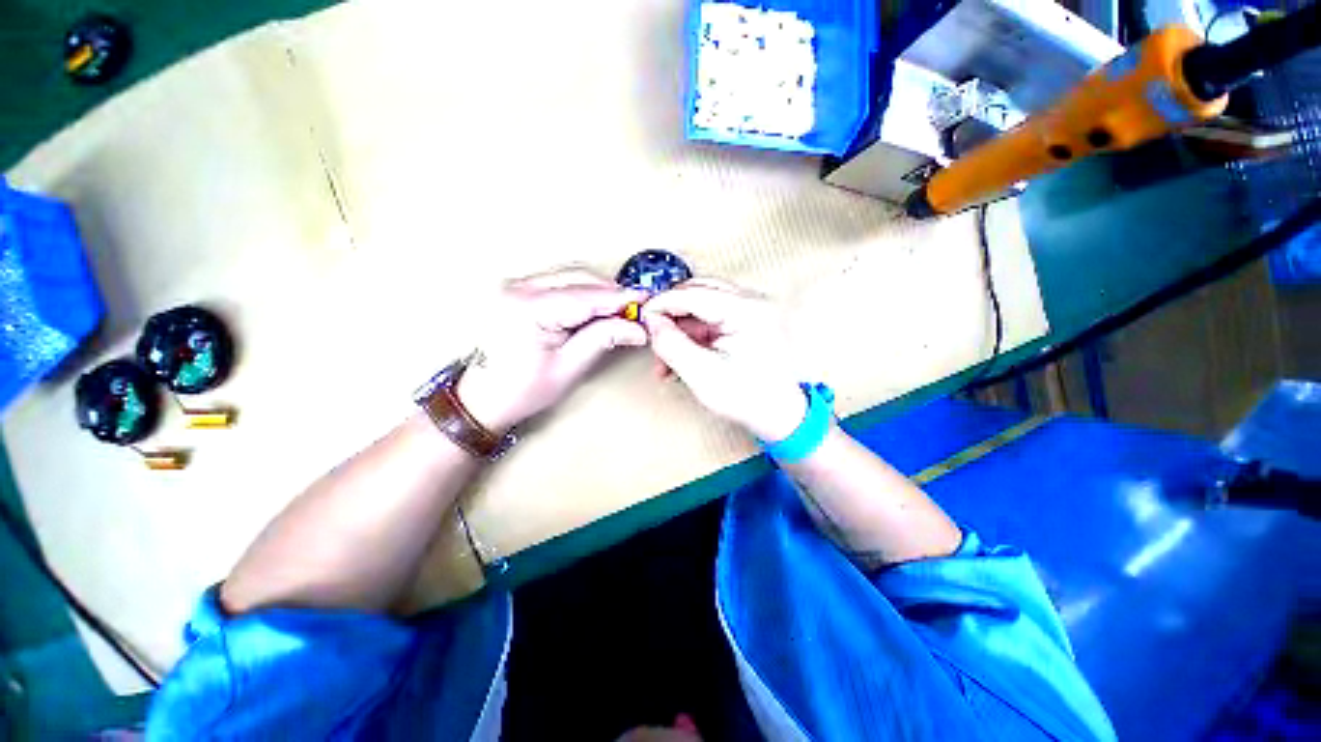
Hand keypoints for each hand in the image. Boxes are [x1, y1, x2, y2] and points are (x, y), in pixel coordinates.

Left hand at [458, 268, 647, 431]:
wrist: (483, 398)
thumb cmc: (522, 390)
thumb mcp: (569, 367)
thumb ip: (603, 338)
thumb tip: (636, 327)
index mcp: (527, 309)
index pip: (585, 295)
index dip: (620, 297)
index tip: (646, 300)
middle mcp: (517, 288)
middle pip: (578, 276)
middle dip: (611, 292)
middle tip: (634, 311)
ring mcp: (515, 285)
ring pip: (570, 275)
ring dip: (597, 290)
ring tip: (617, 312)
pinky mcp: (518, 290)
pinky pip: (559, 281)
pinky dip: (582, 291)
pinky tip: (595, 308)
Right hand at [642, 279, 806, 441]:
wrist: (780, 414)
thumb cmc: (747, 397)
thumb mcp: (701, 374)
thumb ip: (671, 344)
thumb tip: (652, 322)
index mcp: (746, 310)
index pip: (693, 293)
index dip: (662, 303)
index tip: (642, 317)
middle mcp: (751, 301)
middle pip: (697, 292)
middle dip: (671, 314)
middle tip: (654, 336)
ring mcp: (749, 310)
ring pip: (701, 305)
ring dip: (680, 328)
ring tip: (666, 359)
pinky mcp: (745, 321)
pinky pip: (711, 319)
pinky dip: (692, 335)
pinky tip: (681, 357)